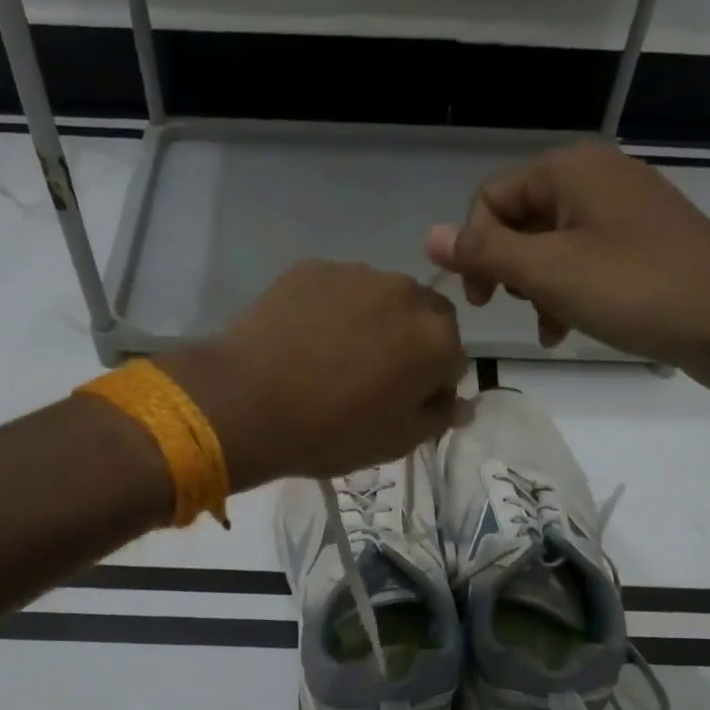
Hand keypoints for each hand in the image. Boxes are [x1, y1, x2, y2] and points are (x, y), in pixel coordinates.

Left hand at [162, 260, 468, 488]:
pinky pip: (338, 290)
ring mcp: (357, 273)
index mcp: (437, 339)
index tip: (402, 406)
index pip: (453, 361)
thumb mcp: (396, 442)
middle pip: (424, 318)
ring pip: (381, 299)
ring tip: (332, 357)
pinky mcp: (313, 268)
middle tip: (372, 378)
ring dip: (373, 322)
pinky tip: (304, 339)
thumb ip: (438, 417)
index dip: (431, 386)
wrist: (247, 402)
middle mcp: (407, 293)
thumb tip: (462, 404)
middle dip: (410, 344)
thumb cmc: (331, 431)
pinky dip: (333, 310)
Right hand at [424, 141, 709, 393]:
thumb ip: (486, 252)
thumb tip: (428, 236)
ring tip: (548, 328)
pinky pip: (586, 260)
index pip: (490, 199)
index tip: (482, 301)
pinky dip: (569, 291)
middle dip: (510, 270)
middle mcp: (596, 177)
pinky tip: (569, 328)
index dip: (474, 249)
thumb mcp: (548, 272)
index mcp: (570, 170)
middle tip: (517, 310)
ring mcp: (625, 210)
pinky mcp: (645, 243)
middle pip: (521, 219)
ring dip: (537, 288)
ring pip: (552, 245)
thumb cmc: (636, 290)